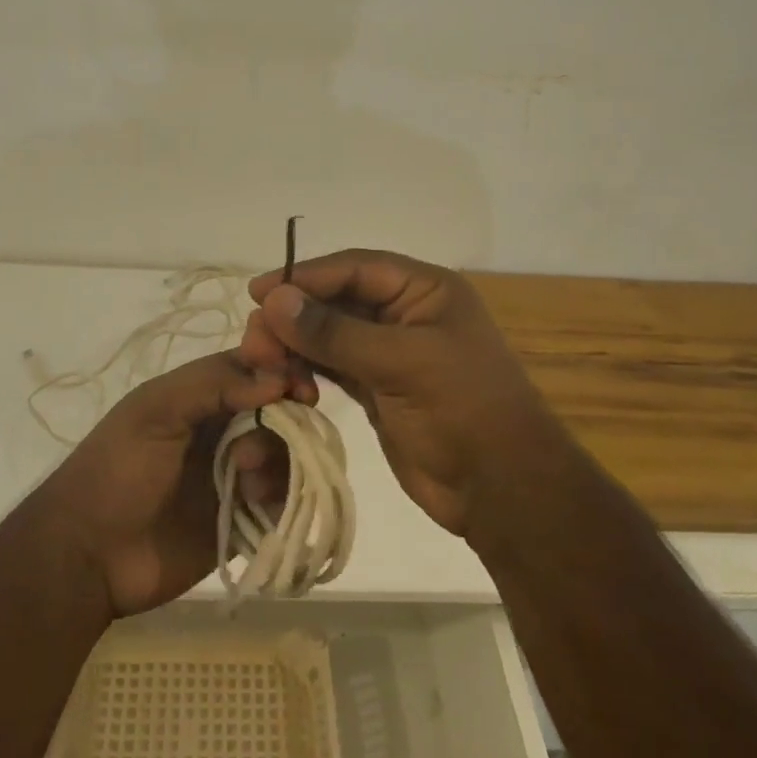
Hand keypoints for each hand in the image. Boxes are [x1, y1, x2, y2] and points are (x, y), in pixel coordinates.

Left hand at [31, 351, 287, 617]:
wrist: (90, 556)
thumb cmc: (117, 471)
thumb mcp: (154, 411)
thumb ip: (213, 384)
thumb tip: (278, 380)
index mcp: (201, 396)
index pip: (257, 368)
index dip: (284, 371)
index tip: (301, 389)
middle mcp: (225, 428)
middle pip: (280, 410)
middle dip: (285, 421)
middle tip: (264, 444)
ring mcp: (236, 474)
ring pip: (286, 453)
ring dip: (277, 461)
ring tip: (246, 482)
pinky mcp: (244, 517)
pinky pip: (283, 498)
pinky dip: (281, 495)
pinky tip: (253, 503)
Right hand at [239, 249, 556, 536]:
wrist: (501, 489)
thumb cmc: (462, 410)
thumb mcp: (401, 362)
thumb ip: (335, 332)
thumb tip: (275, 300)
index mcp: (424, 291)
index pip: (355, 268)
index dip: (305, 276)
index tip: (259, 292)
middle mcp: (405, 314)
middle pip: (336, 300)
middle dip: (295, 317)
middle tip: (256, 342)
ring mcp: (390, 352)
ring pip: (330, 335)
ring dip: (296, 346)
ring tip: (263, 365)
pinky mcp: (377, 388)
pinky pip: (333, 367)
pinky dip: (307, 371)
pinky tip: (286, 382)